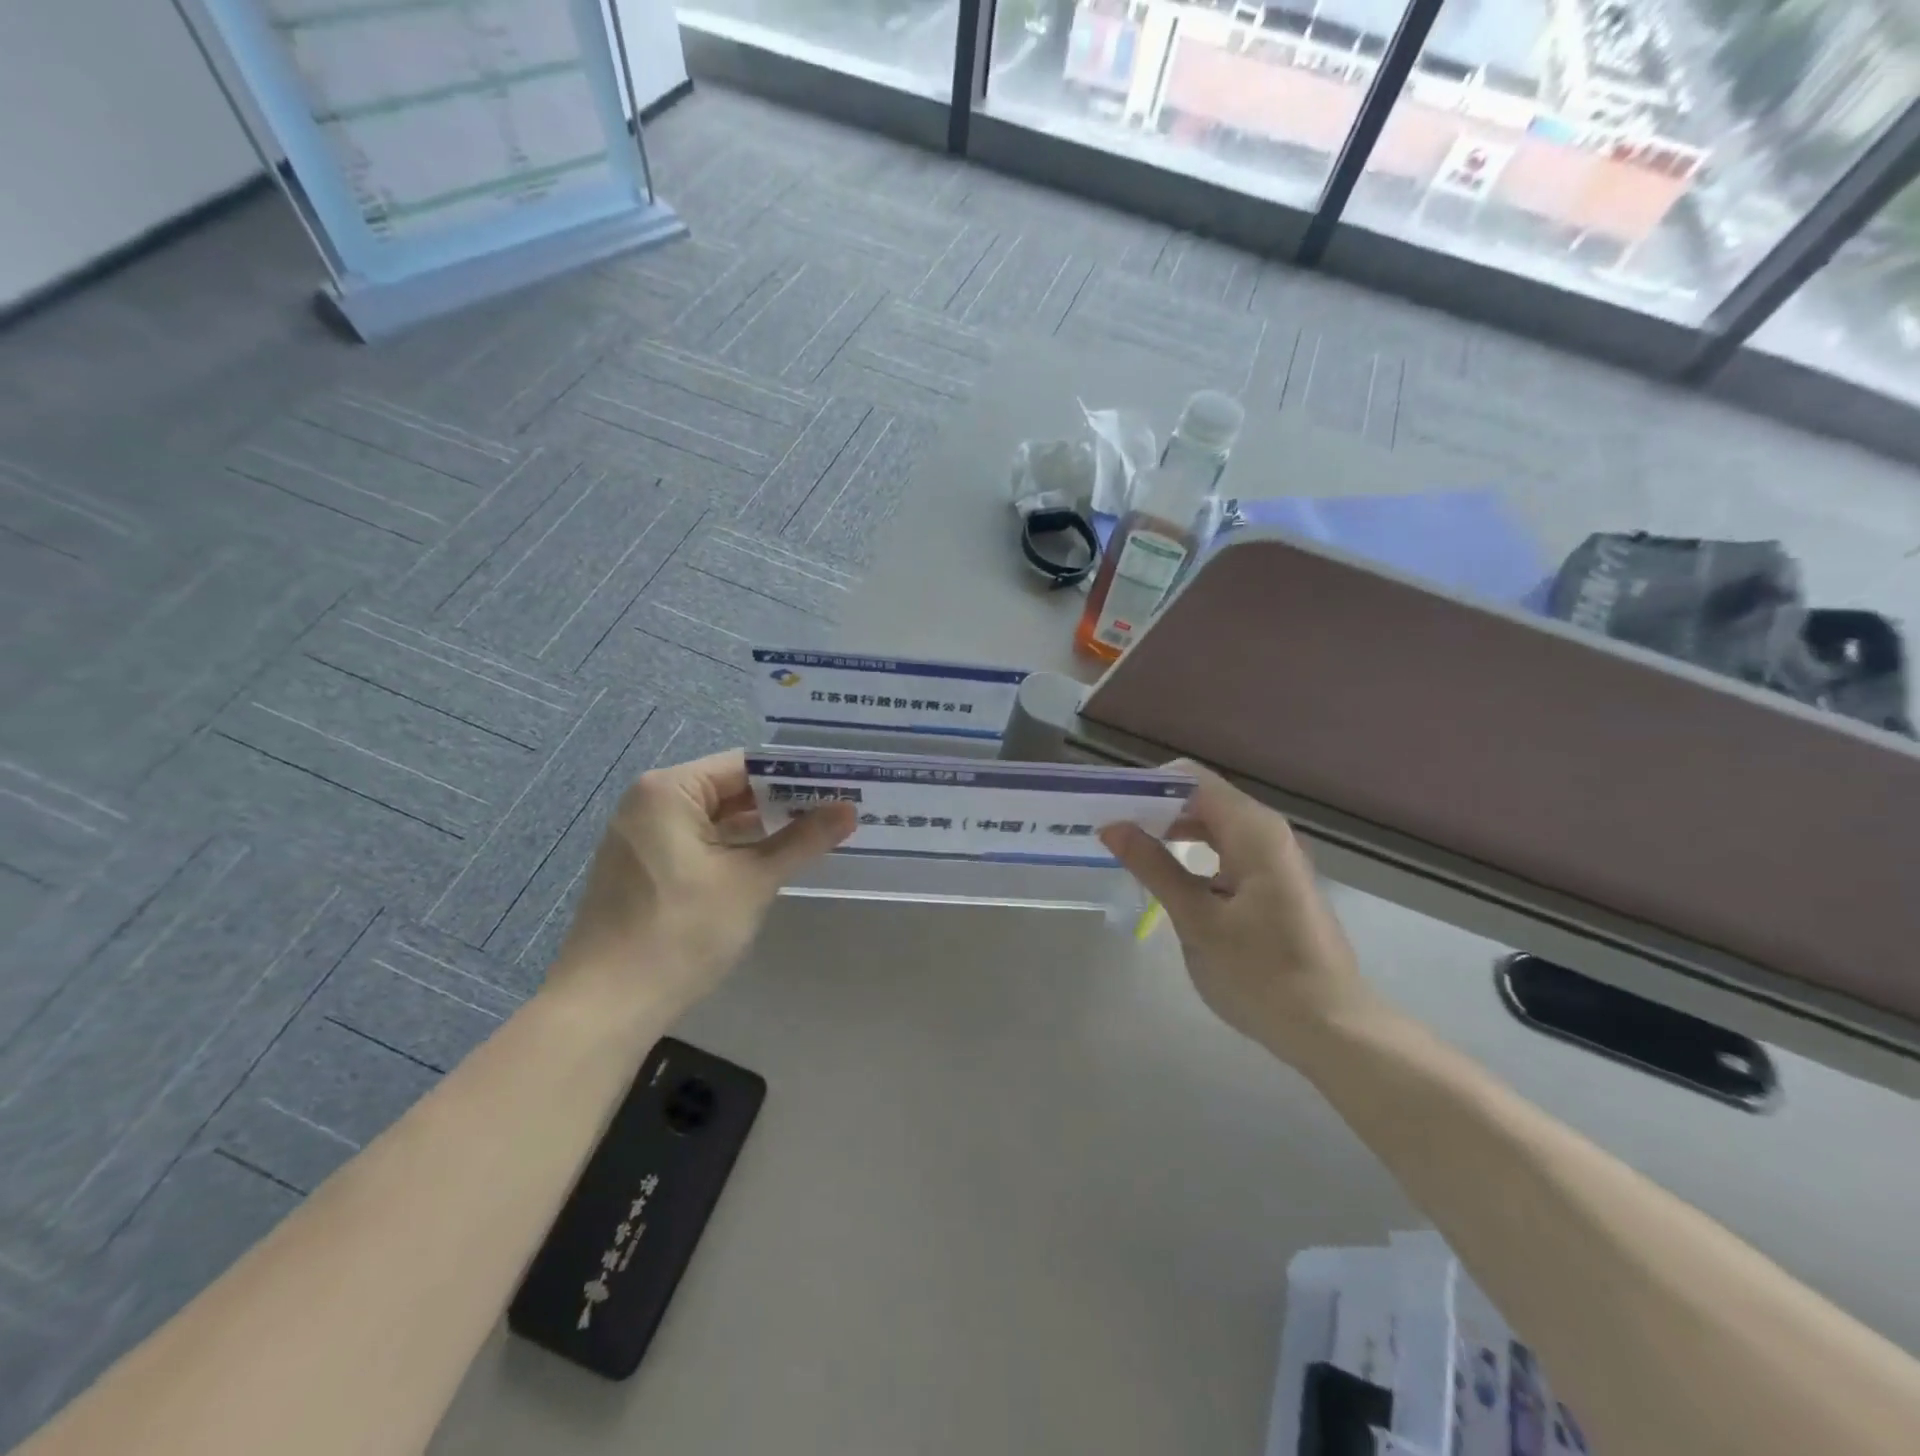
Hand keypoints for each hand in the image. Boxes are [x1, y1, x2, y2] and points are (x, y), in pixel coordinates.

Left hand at [550, 750, 854, 1010]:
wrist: (607, 1006)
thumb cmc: (682, 932)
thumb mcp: (752, 880)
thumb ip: (802, 840)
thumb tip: (849, 810)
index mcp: (669, 790)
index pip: (746, 765)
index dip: (797, 775)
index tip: (841, 786)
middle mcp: (650, 802)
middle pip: (730, 788)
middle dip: (783, 801)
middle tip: (839, 810)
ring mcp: (642, 836)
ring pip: (716, 818)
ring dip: (762, 826)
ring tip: (818, 832)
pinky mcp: (643, 867)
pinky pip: (699, 841)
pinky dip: (735, 847)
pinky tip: (774, 859)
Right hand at [1099, 763, 1376, 1060]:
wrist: (1331, 1028)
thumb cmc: (1259, 973)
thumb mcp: (1196, 920)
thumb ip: (1154, 866)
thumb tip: (1113, 826)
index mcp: (1253, 831)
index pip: (1193, 779)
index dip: (1149, 785)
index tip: (1111, 804)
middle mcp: (1268, 832)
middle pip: (1205, 797)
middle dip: (1157, 808)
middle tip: (1113, 829)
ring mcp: (1276, 857)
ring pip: (1216, 824)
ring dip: (1175, 830)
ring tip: (1132, 849)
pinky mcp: (1277, 882)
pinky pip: (1229, 849)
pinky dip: (1197, 852)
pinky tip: (1171, 876)